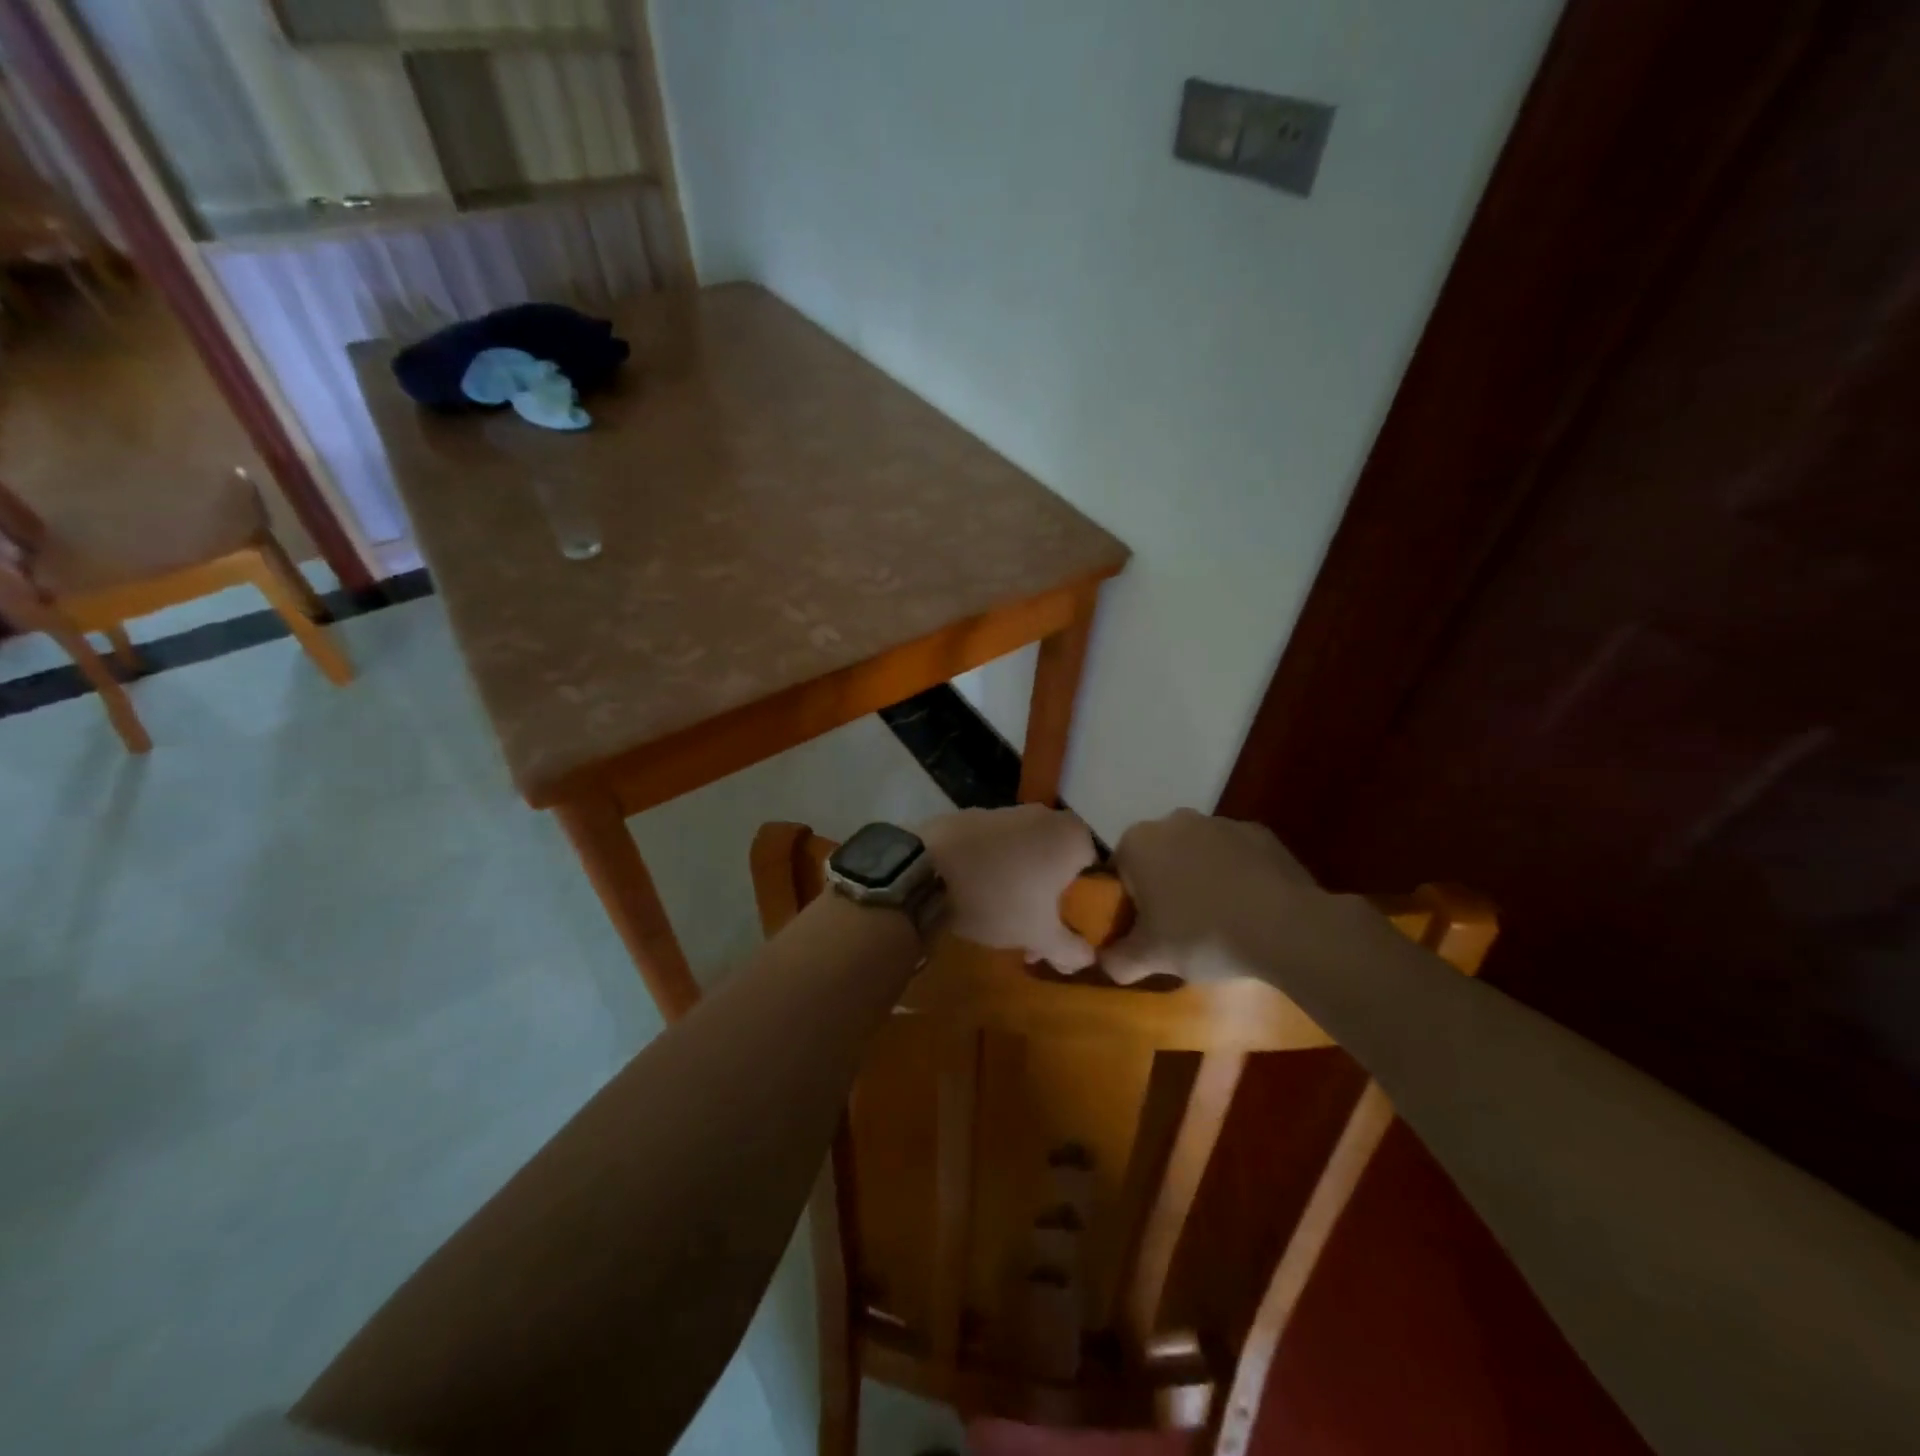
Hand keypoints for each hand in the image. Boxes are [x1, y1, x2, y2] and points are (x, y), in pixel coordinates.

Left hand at [920, 805, 1098, 971]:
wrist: (925, 870)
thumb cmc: (999, 898)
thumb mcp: (1040, 934)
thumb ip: (1071, 948)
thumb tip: (1088, 959)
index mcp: (1072, 835)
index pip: (1096, 871)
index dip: (1084, 906)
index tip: (1067, 931)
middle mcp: (1045, 815)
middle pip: (1059, 864)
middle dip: (1050, 900)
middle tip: (1035, 933)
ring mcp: (1007, 811)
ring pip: (1028, 856)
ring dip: (1023, 887)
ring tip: (1002, 923)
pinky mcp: (973, 816)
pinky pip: (998, 847)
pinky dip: (996, 869)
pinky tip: (976, 896)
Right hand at [1103, 809, 1326, 984]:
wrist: (1285, 926)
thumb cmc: (1202, 934)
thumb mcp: (1152, 957)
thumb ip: (1118, 959)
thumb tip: (1105, 962)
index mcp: (1138, 842)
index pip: (1119, 872)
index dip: (1128, 903)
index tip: (1145, 931)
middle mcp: (1173, 820)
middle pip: (1158, 857)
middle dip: (1163, 886)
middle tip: (1178, 929)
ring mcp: (1220, 822)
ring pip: (1197, 853)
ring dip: (1200, 878)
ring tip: (1218, 921)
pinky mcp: (1259, 832)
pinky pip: (1235, 855)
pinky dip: (1236, 875)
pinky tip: (1249, 908)